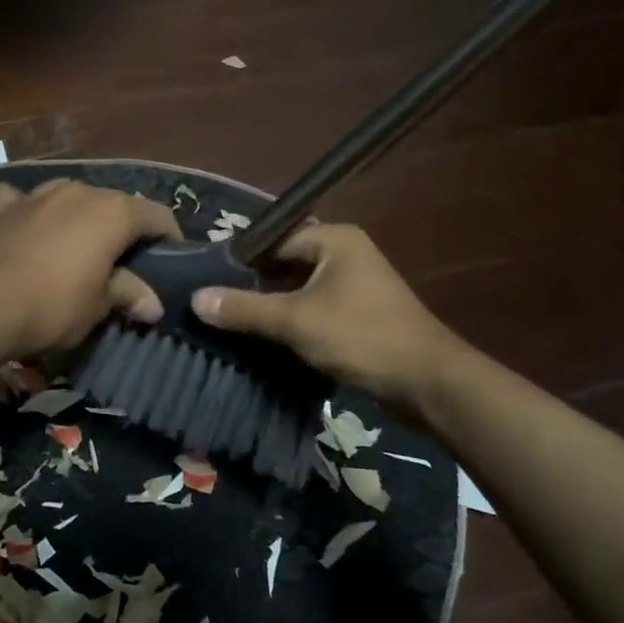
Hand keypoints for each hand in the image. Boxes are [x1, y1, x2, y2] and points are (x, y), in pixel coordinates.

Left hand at [0, 179, 179, 356]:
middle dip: (123, 229)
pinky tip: (25, 228)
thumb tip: (153, 305)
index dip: (169, 238)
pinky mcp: (0, 208)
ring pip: (69, 198)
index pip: (157, 216)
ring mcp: (36, 194)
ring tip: (76, 248)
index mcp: (112, 212)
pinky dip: (28, 212)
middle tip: (123, 263)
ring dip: (78, 218)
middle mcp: (78, 192)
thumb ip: (128, 294)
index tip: (171, 261)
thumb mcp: (99, 306)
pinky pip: (21, 201)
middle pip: (114, 204)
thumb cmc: (54, 305)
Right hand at [190, 222, 460, 409]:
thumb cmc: (361, 337)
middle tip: (215, 304)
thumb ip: (245, 309)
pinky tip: (263, 340)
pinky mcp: (358, 315)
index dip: (240, 259)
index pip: (274, 238)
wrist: (427, 383)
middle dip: (253, 285)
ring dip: (271, 307)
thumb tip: (196, 299)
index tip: (206, 279)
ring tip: (230, 323)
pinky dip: (291, 323)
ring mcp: (354, 286)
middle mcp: (345, 254)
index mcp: (334, 239)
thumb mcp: (295, 321)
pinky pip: (313, 310)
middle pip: (284, 264)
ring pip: (298, 290)